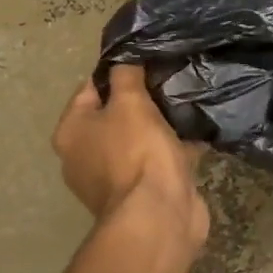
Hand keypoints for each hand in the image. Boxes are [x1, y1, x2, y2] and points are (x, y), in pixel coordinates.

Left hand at [52, 65, 207, 250]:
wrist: (158, 215)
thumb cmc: (136, 152)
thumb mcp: (131, 103)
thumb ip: (127, 75)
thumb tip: (125, 57)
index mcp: (72, 132)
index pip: (90, 88)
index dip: (117, 71)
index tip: (146, 59)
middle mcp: (85, 155)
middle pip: (115, 114)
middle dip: (143, 99)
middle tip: (171, 79)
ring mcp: (114, 177)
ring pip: (140, 138)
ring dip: (162, 124)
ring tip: (189, 101)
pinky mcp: (143, 192)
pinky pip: (159, 160)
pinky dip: (176, 148)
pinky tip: (200, 131)